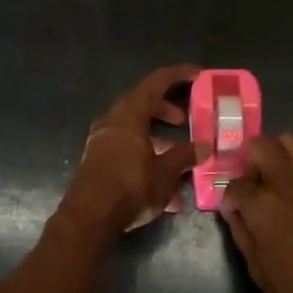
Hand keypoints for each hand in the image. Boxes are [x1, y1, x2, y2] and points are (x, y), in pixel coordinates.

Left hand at [57, 65, 201, 241]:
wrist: (88, 218)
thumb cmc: (130, 188)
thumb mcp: (165, 173)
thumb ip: (185, 156)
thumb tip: (205, 146)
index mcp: (130, 114)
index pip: (156, 82)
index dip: (178, 75)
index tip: (197, 75)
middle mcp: (113, 119)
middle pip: (142, 102)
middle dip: (165, 107)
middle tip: (184, 119)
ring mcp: (101, 138)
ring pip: (132, 123)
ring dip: (154, 131)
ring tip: (174, 150)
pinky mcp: (96, 156)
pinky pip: (123, 141)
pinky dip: (142, 146)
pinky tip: (156, 172)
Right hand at [220, 136, 292, 292]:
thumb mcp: (257, 270)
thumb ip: (241, 231)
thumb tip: (233, 209)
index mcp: (262, 206)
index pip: (235, 186)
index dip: (232, 199)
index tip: (235, 211)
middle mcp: (287, 182)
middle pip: (260, 147)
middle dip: (251, 164)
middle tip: (257, 187)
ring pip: (291, 141)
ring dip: (281, 155)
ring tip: (283, 177)